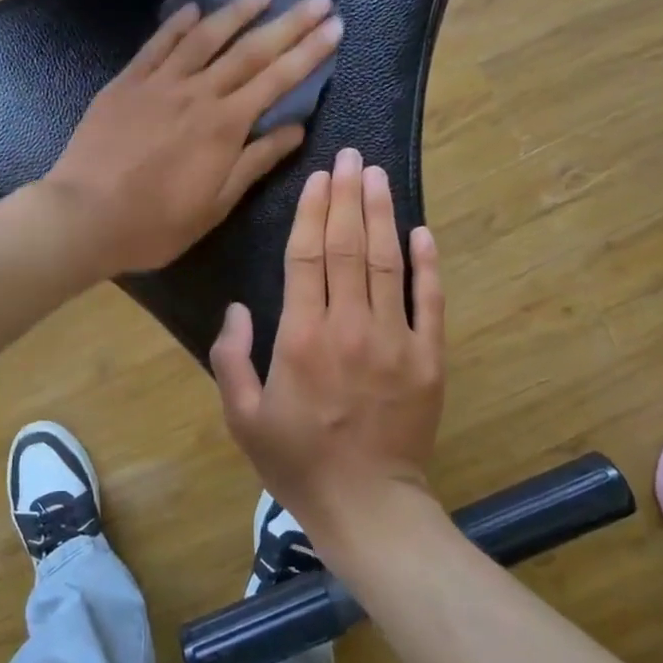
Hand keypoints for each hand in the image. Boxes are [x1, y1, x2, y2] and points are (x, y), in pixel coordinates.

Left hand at [42, 0, 342, 274]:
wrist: (83, 216)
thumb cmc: (154, 223)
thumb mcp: (214, 205)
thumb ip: (255, 162)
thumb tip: (296, 128)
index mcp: (225, 126)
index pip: (278, 79)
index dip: (309, 52)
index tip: (335, 26)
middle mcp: (198, 93)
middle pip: (250, 50)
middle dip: (289, 22)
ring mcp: (159, 83)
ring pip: (205, 37)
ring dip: (237, 10)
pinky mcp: (126, 83)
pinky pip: (156, 45)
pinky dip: (177, 24)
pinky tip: (193, 9)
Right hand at [209, 148, 446, 543]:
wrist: (367, 506)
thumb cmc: (296, 460)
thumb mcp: (242, 416)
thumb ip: (231, 357)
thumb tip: (237, 308)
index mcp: (301, 337)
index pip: (307, 256)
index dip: (313, 212)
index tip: (319, 177)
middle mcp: (350, 326)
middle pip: (349, 247)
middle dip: (348, 197)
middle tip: (350, 157)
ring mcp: (396, 340)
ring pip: (389, 263)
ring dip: (382, 215)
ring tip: (378, 176)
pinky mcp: (429, 359)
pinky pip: (431, 302)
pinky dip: (428, 265)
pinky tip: (423, 231)